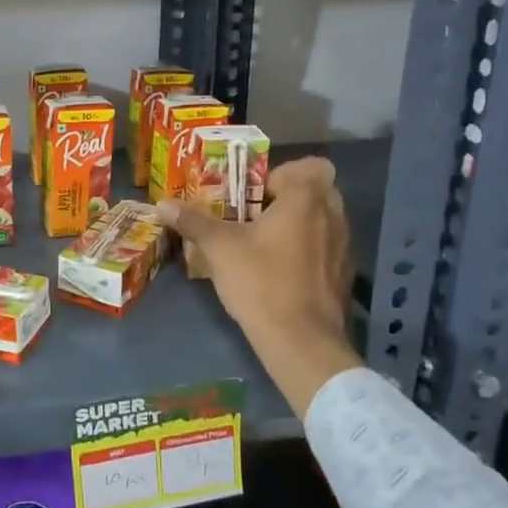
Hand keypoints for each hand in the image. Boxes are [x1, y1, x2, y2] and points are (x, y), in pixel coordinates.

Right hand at [159, 155, 359, 414]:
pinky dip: (310, 251)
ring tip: (266, 243)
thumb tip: (162, 204)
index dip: (283, 173)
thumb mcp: (219, 249)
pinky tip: (283, 272)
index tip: (255, 193)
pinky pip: (327, 249)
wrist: (301, 342)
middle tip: (256, 214)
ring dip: (301, 224)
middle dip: (290, 197)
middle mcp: (333, 217)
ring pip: (325, 221)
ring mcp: (344, 248)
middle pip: (319, 191)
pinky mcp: (345, 276)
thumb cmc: (261, 282)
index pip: (310, 166)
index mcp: (306, 200)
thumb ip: (193, 222)